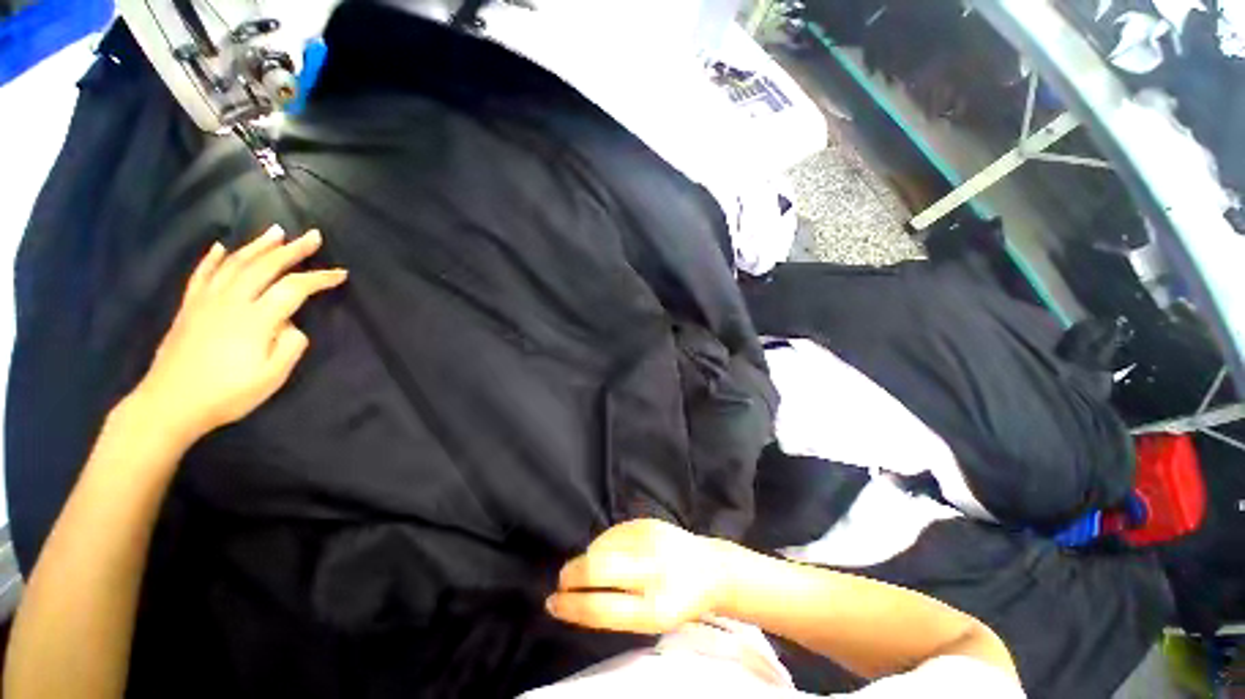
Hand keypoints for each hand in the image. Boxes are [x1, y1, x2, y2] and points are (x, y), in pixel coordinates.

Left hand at [130, 225, 347, 441]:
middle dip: (293, 250)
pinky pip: (202, 274)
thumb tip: (291, 324)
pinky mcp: (189, 307)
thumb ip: (291, 345)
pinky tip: (221, 247)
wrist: (169, 404)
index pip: (294, 289)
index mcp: (256, 319)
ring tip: (277, 232)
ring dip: (258, 246)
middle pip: (265, 267)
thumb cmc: (227, 394)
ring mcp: (206, 301)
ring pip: (235, 264)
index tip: (341, 274)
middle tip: (313, 236)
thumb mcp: (272, 377)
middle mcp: (231, 301)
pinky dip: (213, 258)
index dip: (320, 278)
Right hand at [546, 519, 732, 634]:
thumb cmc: (677, 601)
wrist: (710, 568)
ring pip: (601, 547)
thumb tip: (572, 600)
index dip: (570, 606)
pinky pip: (612, 533)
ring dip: (588, 559)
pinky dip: (603, 545)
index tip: (552, 603)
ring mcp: (651, 541)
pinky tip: (611, 553)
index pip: (600, 608)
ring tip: (596, 569)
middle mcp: (653, 570)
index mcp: (654, 608)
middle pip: (596, 568)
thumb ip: (613, 612)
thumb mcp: (650, 620)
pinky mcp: (648, 522)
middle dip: (571, 575)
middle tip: (563, 581)